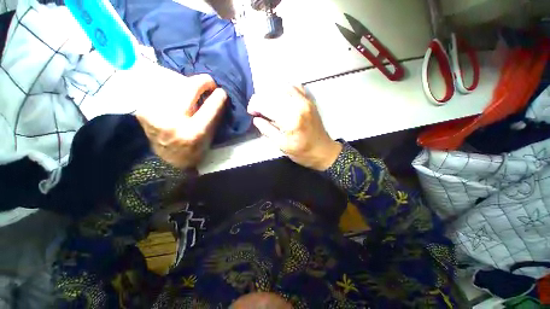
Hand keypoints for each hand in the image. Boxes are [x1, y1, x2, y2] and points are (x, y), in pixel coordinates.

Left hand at [135, 72, 226, 168]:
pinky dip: (171, 87)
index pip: (210, 106)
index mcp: (194, 132)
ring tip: (192, 89)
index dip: (218, 96)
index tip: (221, 91)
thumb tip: (218, 96)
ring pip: (172, 83)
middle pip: (188, 87)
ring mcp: (154, 113)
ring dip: (186, 83)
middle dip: (202, 81)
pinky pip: (160, 89)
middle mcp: (172, 121)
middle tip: (208, 83)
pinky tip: (177, 94)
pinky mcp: (142, 109)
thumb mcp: (209, 137)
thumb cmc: (194, 150)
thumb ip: (214, 116)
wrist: (168, 160)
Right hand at [247, 86, 341, 170]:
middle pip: (272, 92)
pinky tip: (280, 97)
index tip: (251, 112)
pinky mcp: (309, 100)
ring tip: (267, 104)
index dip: (255, 106)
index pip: (266, 104)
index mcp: (291, 119)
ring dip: (270, 93)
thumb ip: (267, 130)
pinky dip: (283, 89)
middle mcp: (298, 105)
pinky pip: (294, 86)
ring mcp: (305, 100)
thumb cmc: (302, 152)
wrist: (323, 150)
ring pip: (282, 86)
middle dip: (260, 99)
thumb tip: (256, 119)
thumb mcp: (281, 145)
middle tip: (257, 109)